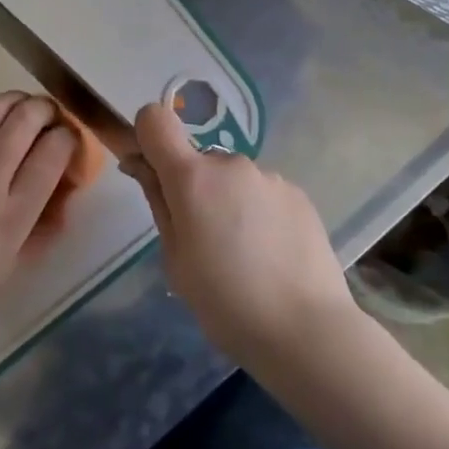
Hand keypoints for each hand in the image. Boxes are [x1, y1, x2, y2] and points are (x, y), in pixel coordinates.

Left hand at [0, 93, 75, 326]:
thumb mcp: (16, 263)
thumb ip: (48, 226)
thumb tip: (69, 189)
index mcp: (13, 214)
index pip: (52, 154)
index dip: (69, 137)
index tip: (69, 140)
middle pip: (26, 120)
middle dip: (46, 109)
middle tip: (50, 116)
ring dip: (16, 100)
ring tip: (23, 106)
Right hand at [124, 103, 355, 362]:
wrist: (307, 329)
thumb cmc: (225, 303)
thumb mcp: (175, 259)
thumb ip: (158, 202)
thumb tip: (141, 164)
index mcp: (192, 177)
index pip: (156, 120)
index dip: (147, 136)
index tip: (151, 171)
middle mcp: (230, 163)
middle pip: (198, 159)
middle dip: (193, 187)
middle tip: (204, 240)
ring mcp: (268, 175)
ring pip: (233, 178)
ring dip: (229, 201)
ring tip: (244, 254)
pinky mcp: (297, 193)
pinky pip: (263, 192)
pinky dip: (258, 212)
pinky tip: (271, 254)